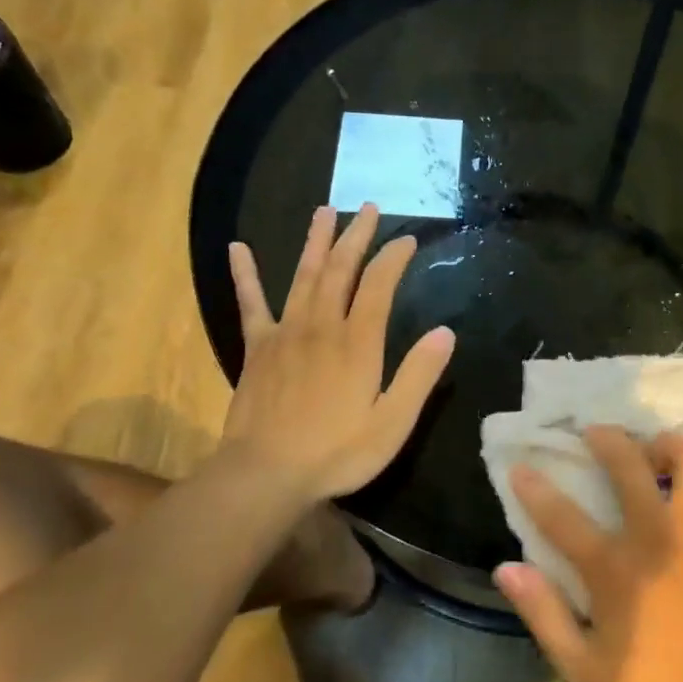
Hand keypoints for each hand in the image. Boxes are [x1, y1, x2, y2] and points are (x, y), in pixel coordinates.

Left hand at [221, 204, 454, 504]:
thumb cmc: (337, 452)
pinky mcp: (258, 347)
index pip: (379, 284)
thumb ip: (419, 375)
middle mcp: (322, 325)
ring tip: (325, 210)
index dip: (393, 257)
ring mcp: (286, 333)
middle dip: (356, 236)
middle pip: (340, 269)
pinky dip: (246, 275)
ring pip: (303, 276)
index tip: (407, 239)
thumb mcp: (392, 422)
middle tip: (369, 208)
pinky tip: (237, 248)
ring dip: (315, 241)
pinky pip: (252, 303)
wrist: (266, 474)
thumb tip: (445, 332)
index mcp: (358, 342)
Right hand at [495, 428, 682, 681]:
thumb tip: (507, 568)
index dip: (535, 488)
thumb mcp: (583, 668)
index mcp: (615, 569)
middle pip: (631, 464)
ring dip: (666, 447)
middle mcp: (658, 537)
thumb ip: (544, 614)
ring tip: (653, 455)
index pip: (563, 517)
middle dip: (608, 438)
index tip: (520, 467)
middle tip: (597, 433)